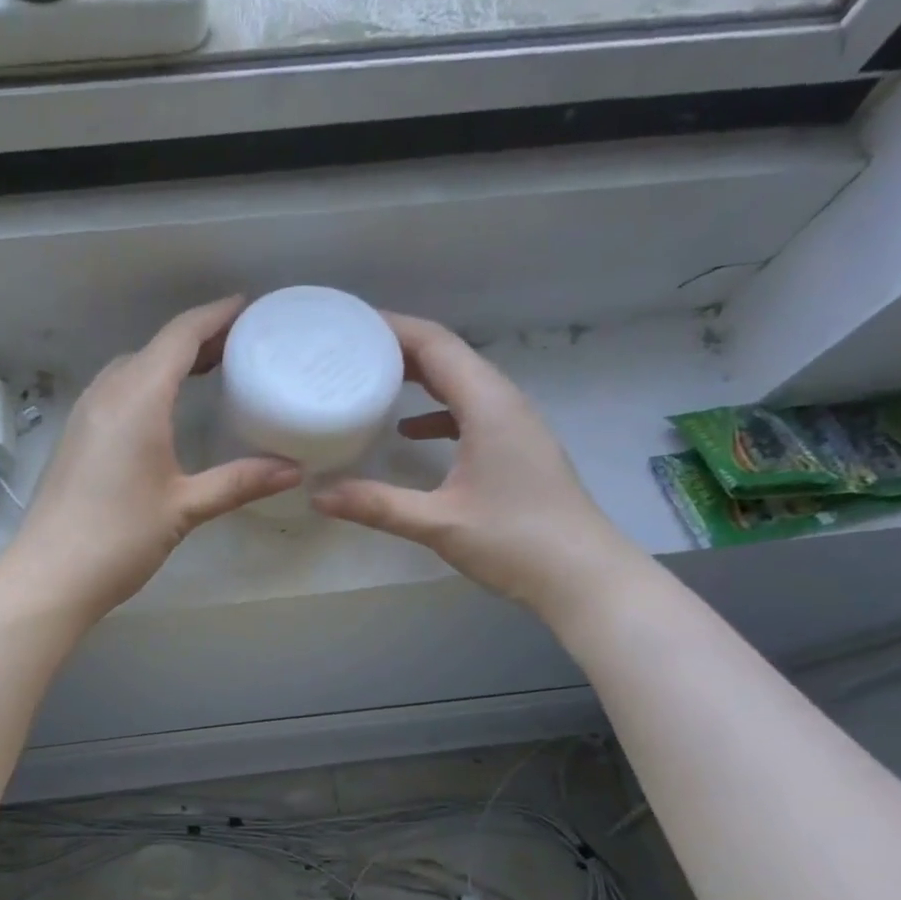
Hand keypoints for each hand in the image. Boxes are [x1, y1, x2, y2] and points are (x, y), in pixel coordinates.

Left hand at [1, 297, 300, 620]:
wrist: (50, 575)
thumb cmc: (119, 538)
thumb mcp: (185, 508)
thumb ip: (239, 482)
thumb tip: (293, 471)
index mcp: (137, 398)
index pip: (180, 336)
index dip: (216, 316)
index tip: (248, 308)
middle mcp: (107, 393)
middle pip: (156, 347)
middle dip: (198, 339)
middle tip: (242, 345)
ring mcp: (85, 413)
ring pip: (133, 368)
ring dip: (170, 361)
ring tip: (210, 372)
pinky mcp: (76, 436)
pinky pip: (117, 391)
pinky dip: (148, 384)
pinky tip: (166, 410)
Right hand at [312, 313, 639, 615]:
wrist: (583, 576)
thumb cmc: (515, 541)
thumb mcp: (438, 523)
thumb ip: (376, 505)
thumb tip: (318, 496)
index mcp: (488, 405)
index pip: (437, 345)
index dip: (393, 328)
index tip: (350, 324)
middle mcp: (504, 403)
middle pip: (449, 356)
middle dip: (400, 347)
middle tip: (349, 349)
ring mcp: (515, 425)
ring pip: (461, 382)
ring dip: (419, 375)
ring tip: (371, 379)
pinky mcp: (516, 448)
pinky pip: (470, 411)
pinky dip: (436, 409)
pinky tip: (409, 430)